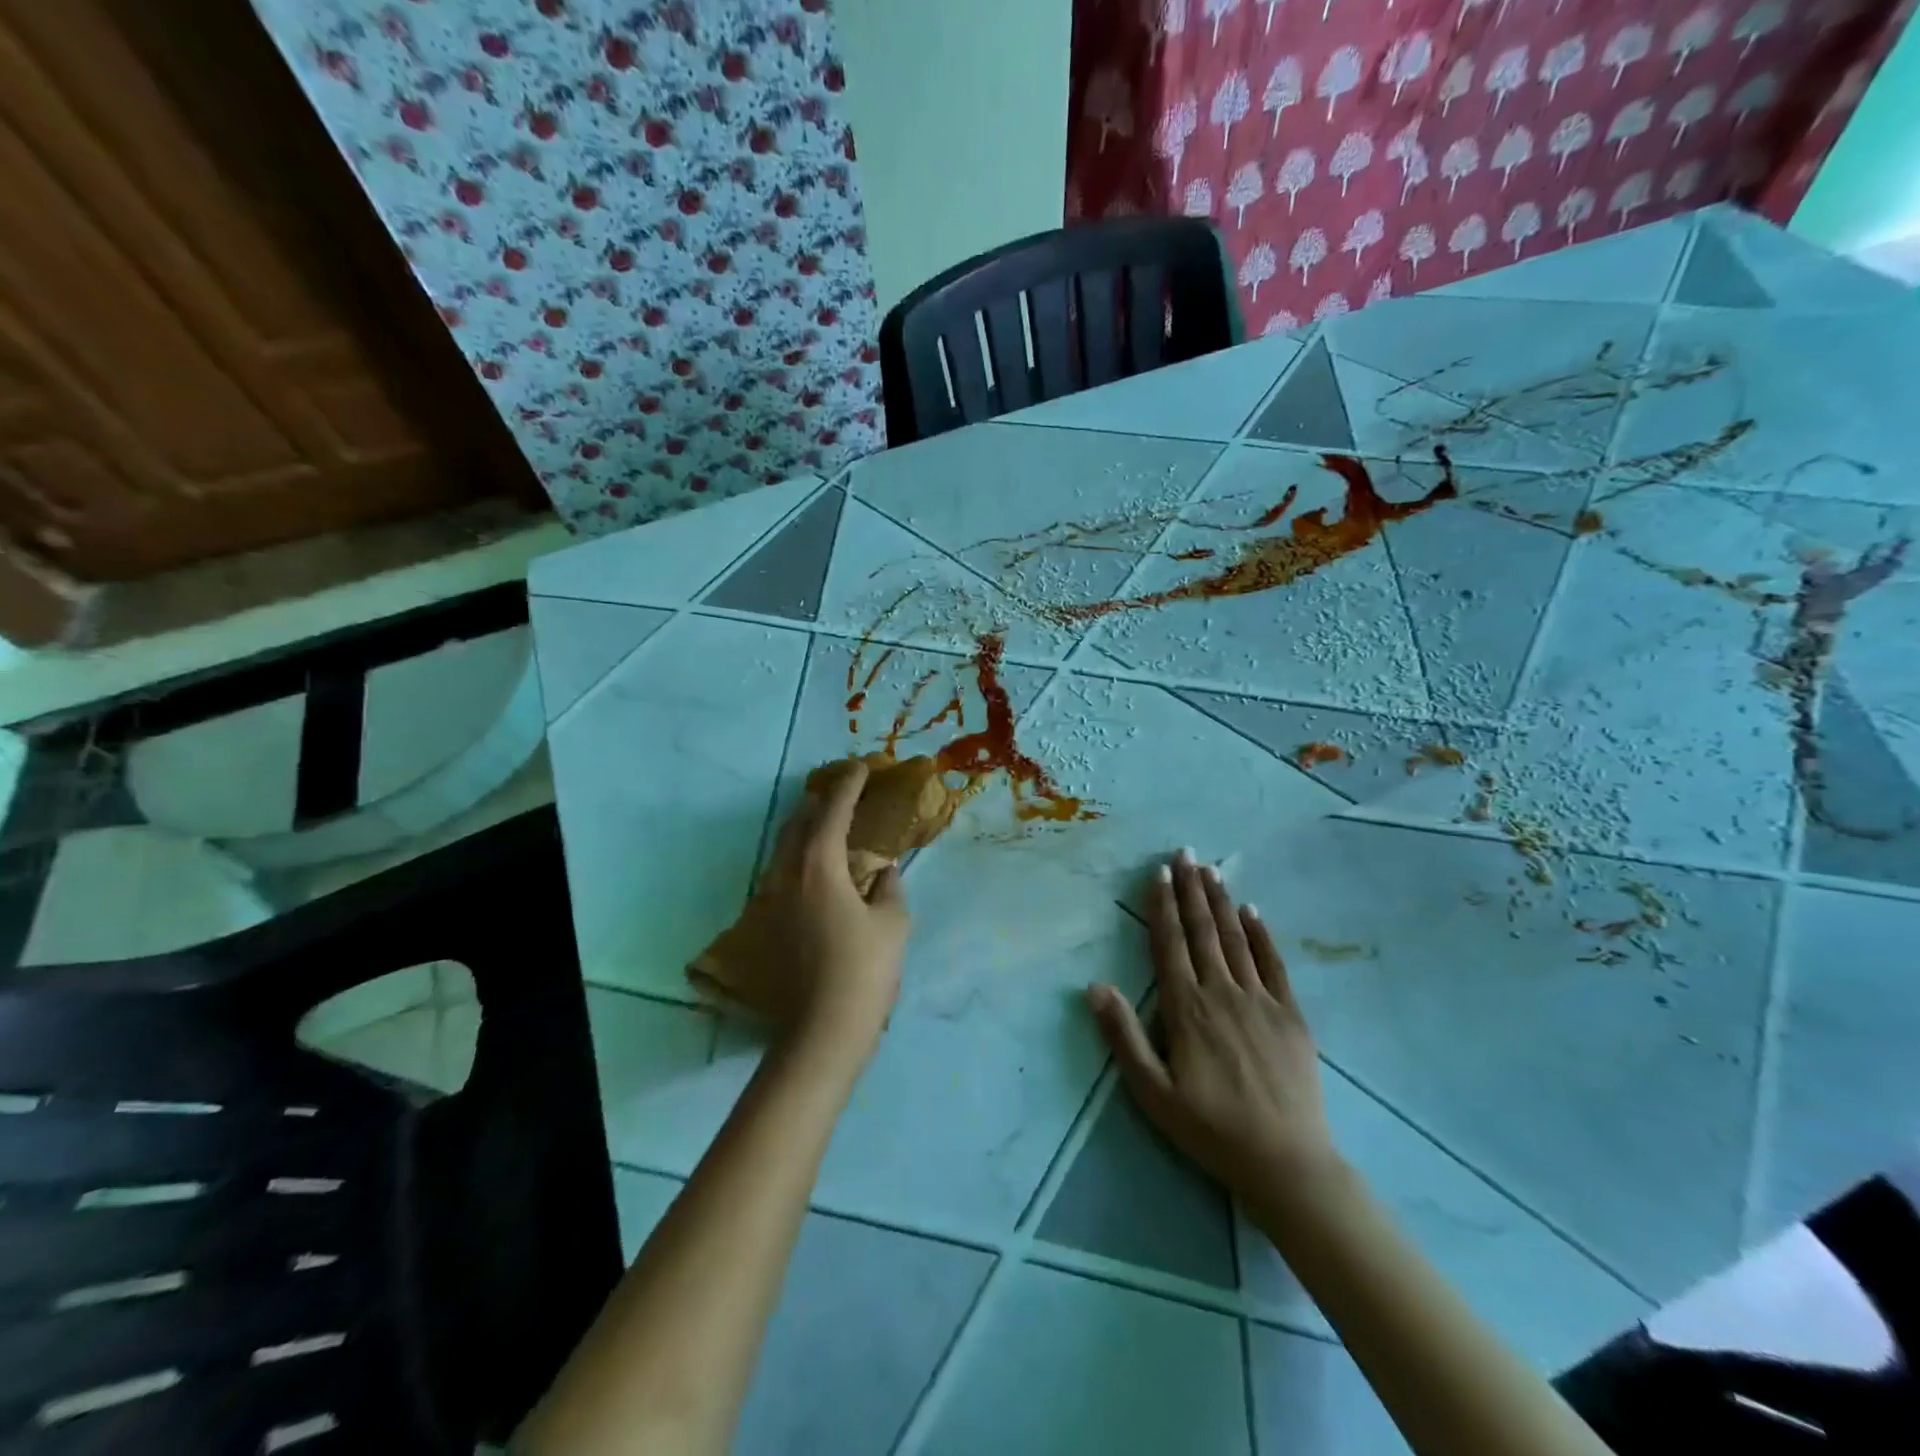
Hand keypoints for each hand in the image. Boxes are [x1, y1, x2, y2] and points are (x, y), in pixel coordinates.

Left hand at [755, 759, 909, 1052]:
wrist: (823, 1030)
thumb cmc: (865, 970)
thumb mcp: (893, 923)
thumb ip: (889, 887)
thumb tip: (884, 871)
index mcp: (819, 867)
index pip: (832, 812)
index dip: (848, 786)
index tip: (861, 767)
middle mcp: (787, 875)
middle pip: (798, 823)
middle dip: (819, 801)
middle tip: (842, 790)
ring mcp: (771, 900)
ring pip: (784, 848)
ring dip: (805, 828)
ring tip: (827, 822)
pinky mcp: (767, 924)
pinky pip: (781, 872)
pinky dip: (799, 856)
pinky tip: (814, 868)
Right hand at [1088, 851, 1340, 1209]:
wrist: (1286, 1163)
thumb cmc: (1210, 1129)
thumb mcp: (1153, 1092)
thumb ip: (1123, 1036)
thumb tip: (1095, 986)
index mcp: (1186, 1009)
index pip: (1170, 945)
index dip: (1163, 906)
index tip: (1159, 873)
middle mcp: (1222, 993)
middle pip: (1202, 931)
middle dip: (1191, 890)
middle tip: (1184, 853)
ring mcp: (1260, 1000)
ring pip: (1235, 939)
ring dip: (1220, 902)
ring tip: (1211, 870)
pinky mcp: (1291, 1014)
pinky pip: (1274, 963)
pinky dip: (1261, 934)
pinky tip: (1252, 910)